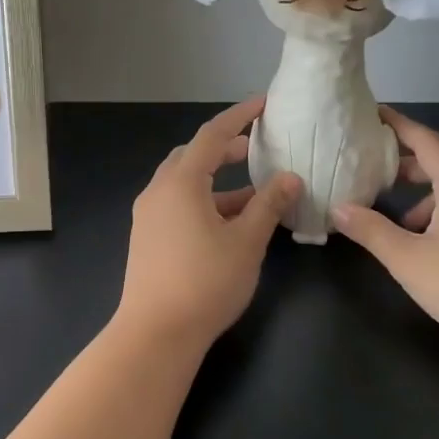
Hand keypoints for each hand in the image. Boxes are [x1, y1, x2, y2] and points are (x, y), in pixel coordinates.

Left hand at [114, 99, 302, 349]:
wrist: (155, 333)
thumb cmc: (205, 282)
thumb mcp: (246, 242)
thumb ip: (269, 205)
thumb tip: (290, 177)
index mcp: (181, 182)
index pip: (212, 135)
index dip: (240, 116)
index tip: (263, 104)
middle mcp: (159, 191)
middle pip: (193, 155)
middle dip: (224, 148)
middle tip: (255, 147)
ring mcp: (149, 215)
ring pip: (184, 182)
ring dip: (216, 179)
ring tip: (252, 190)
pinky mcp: (147, 237)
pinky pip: (177, 203)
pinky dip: (204, 201)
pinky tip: (229, 222)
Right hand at [332, 108, 438, 358]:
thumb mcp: (406, 258)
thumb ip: (370, 231)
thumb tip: (339, 209)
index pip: (427, 142)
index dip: (400, 125)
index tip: (376, 113)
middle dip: (407, 168)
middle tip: (375, 174)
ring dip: (423, 201)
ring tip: (397, 226)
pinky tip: (430, 251)